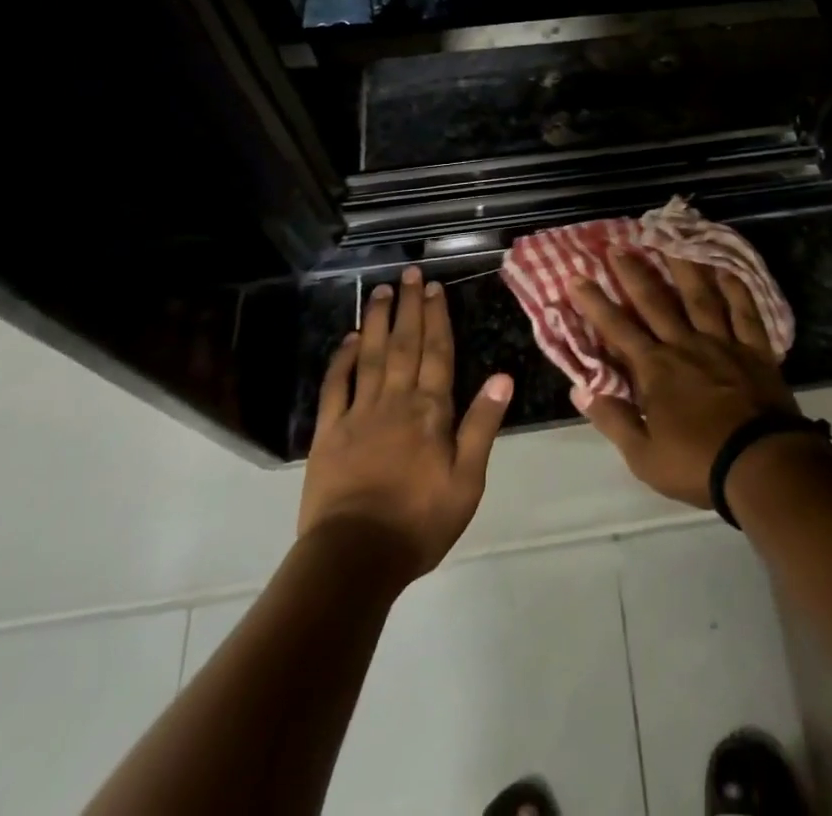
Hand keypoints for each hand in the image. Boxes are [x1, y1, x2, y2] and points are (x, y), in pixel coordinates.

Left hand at [297, 266, 513, 579]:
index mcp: (431, 411)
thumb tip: (502, 376)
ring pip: (371, 356)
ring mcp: (359, 414)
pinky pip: (336, 386)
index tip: (436, 289)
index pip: (437, 353)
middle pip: (405, 344)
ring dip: (378, 321)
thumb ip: (482, 425)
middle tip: (411, 275)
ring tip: (381, 290)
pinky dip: (342, 359)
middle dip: (410, 307)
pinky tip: (349, 339)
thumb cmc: (420, 521)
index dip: (437, 318)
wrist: (355, 557)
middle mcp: (396, 401)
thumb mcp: (468, 480)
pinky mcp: (329, 432)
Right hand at [566, 249, 798, 506]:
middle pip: (655, 302)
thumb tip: (580, 391)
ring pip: (700, 296)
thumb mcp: (644, 456)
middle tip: (618, 245)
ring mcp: (723, 343)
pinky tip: (727, 269)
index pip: (618, 330)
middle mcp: (686, 345)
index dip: (595, 303)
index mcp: (656, 370)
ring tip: (671, 239)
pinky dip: (736, 289)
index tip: (577, 277)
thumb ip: (612, 420)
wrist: (762, 466)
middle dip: (633, 273)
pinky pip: (745, 312)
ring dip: (683, 267)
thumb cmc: (698, 464)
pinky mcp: (755, 350)